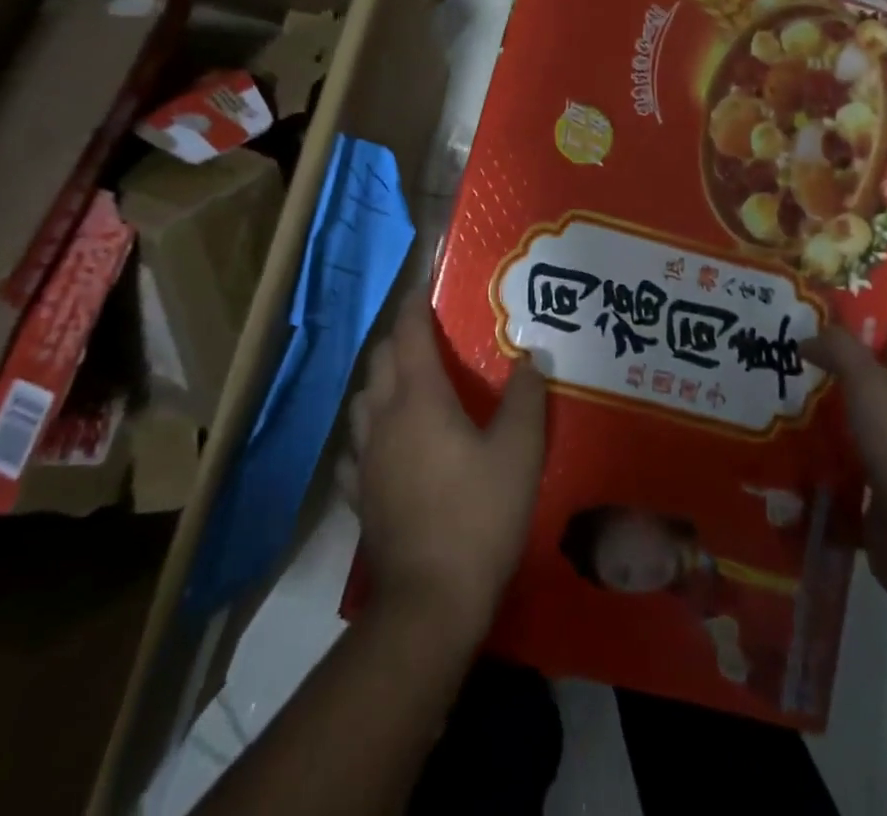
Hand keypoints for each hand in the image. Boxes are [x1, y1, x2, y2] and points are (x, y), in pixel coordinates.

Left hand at [341, 294, 546, 639]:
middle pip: (380, 360)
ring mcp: (364, 459)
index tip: (424, 282)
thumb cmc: (478, 515)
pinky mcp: (359, 496)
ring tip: (408, 385)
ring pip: (363, 400)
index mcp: (419, 398)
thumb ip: (525, 397)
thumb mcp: (519, 451)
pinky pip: (356, 449)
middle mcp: (383, 418)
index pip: (408, 333)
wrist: (429, 603)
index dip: (415, 303)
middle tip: (429, 335)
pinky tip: (385, 445)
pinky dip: (369, 433)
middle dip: (399, 339)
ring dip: (382, 381)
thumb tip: (530, 356)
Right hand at [801, 318, 886, 605]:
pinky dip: (811, 471)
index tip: (831, 308)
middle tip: (783, 357)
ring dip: (816, 421)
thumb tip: (808, 338)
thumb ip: (840, 351)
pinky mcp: (871, 500)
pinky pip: (835, 478)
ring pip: (848, 431)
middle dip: (832, 370)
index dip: (875, 320)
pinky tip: (777, 461)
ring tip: (770, 407)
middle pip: (868, 385)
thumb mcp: (870, 382)